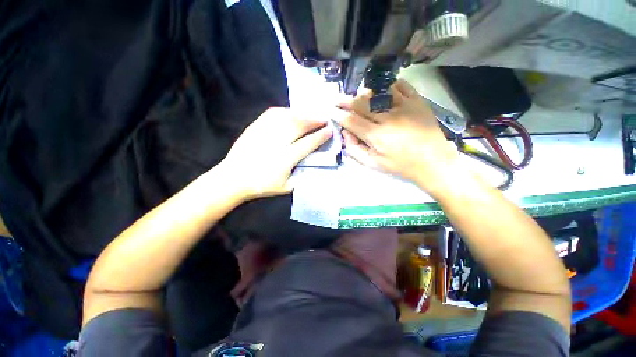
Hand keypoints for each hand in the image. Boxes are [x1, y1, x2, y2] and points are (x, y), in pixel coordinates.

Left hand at [219, 107, 331, 200]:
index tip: (330, 130)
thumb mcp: (286, 188)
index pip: (307, 144)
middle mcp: (276, 143)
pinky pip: (273, 114)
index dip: (320, 136)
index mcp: (285, 159)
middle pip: (299, 126)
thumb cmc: (262, 186)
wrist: (233, 178)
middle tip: (324, 118)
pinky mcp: (255, 127)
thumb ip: (302, 176)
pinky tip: (292, 113)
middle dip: (314, 120)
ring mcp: (264, 132)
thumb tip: (315, 165)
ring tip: (311, 114)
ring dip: (302, 114)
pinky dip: (286, 111)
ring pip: (287, 117)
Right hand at [334, 79, 460, 194]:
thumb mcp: (374, 163)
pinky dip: (388, 85)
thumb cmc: (401, 165)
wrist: (433, 161)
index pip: (351, 121)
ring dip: (363, 93)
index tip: (331, 111)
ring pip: (377, 92)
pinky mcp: (416, 101)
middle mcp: (387, 117)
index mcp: (376, 135)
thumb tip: (345, 134)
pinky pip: (400, 86)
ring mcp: (403, 106)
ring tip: (357, 96)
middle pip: (361, 103)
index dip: (339, 115)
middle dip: (345, 100)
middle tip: (337, 99)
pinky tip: (382, 90)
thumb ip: (355, 150)